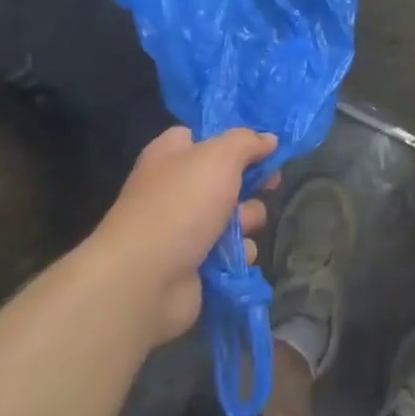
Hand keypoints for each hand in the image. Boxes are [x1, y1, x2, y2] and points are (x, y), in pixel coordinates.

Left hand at [90, 126, 278, 348]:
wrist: (146, 279)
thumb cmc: (181, 205)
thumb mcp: (219, 157)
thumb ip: (247, 142)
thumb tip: (269, 139)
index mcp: (171, 154)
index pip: (204, 136)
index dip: (234, 140)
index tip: (265, 147)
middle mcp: (176, 188)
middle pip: (228, 178)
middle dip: (251, 185)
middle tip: (268, 187)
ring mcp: (185, 228)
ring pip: (235, 216)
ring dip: (248, 220)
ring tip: (241, 229)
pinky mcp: (196, 262)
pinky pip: (231, 251)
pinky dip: (238, 253)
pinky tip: (234, 257)